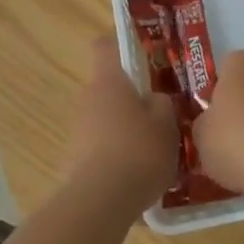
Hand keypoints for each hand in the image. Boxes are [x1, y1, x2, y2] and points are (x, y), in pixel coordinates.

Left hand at [63, 38, 179, 215]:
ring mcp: (79, 130)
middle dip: (133, 96)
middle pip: (110, 86)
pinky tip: (139, 174)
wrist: (100, 201)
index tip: (143, 52)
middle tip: (162, 111)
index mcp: (109, 81)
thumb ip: (163, 104)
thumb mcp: (167, 124)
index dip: (121, 43)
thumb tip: (155, 99)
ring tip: (155, 148)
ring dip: (127, 127)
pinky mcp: (76, 159)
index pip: (105, 45)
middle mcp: (88, 99)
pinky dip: (119, 153)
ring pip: (107, 117)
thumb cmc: (138, 151)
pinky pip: (102, 146)